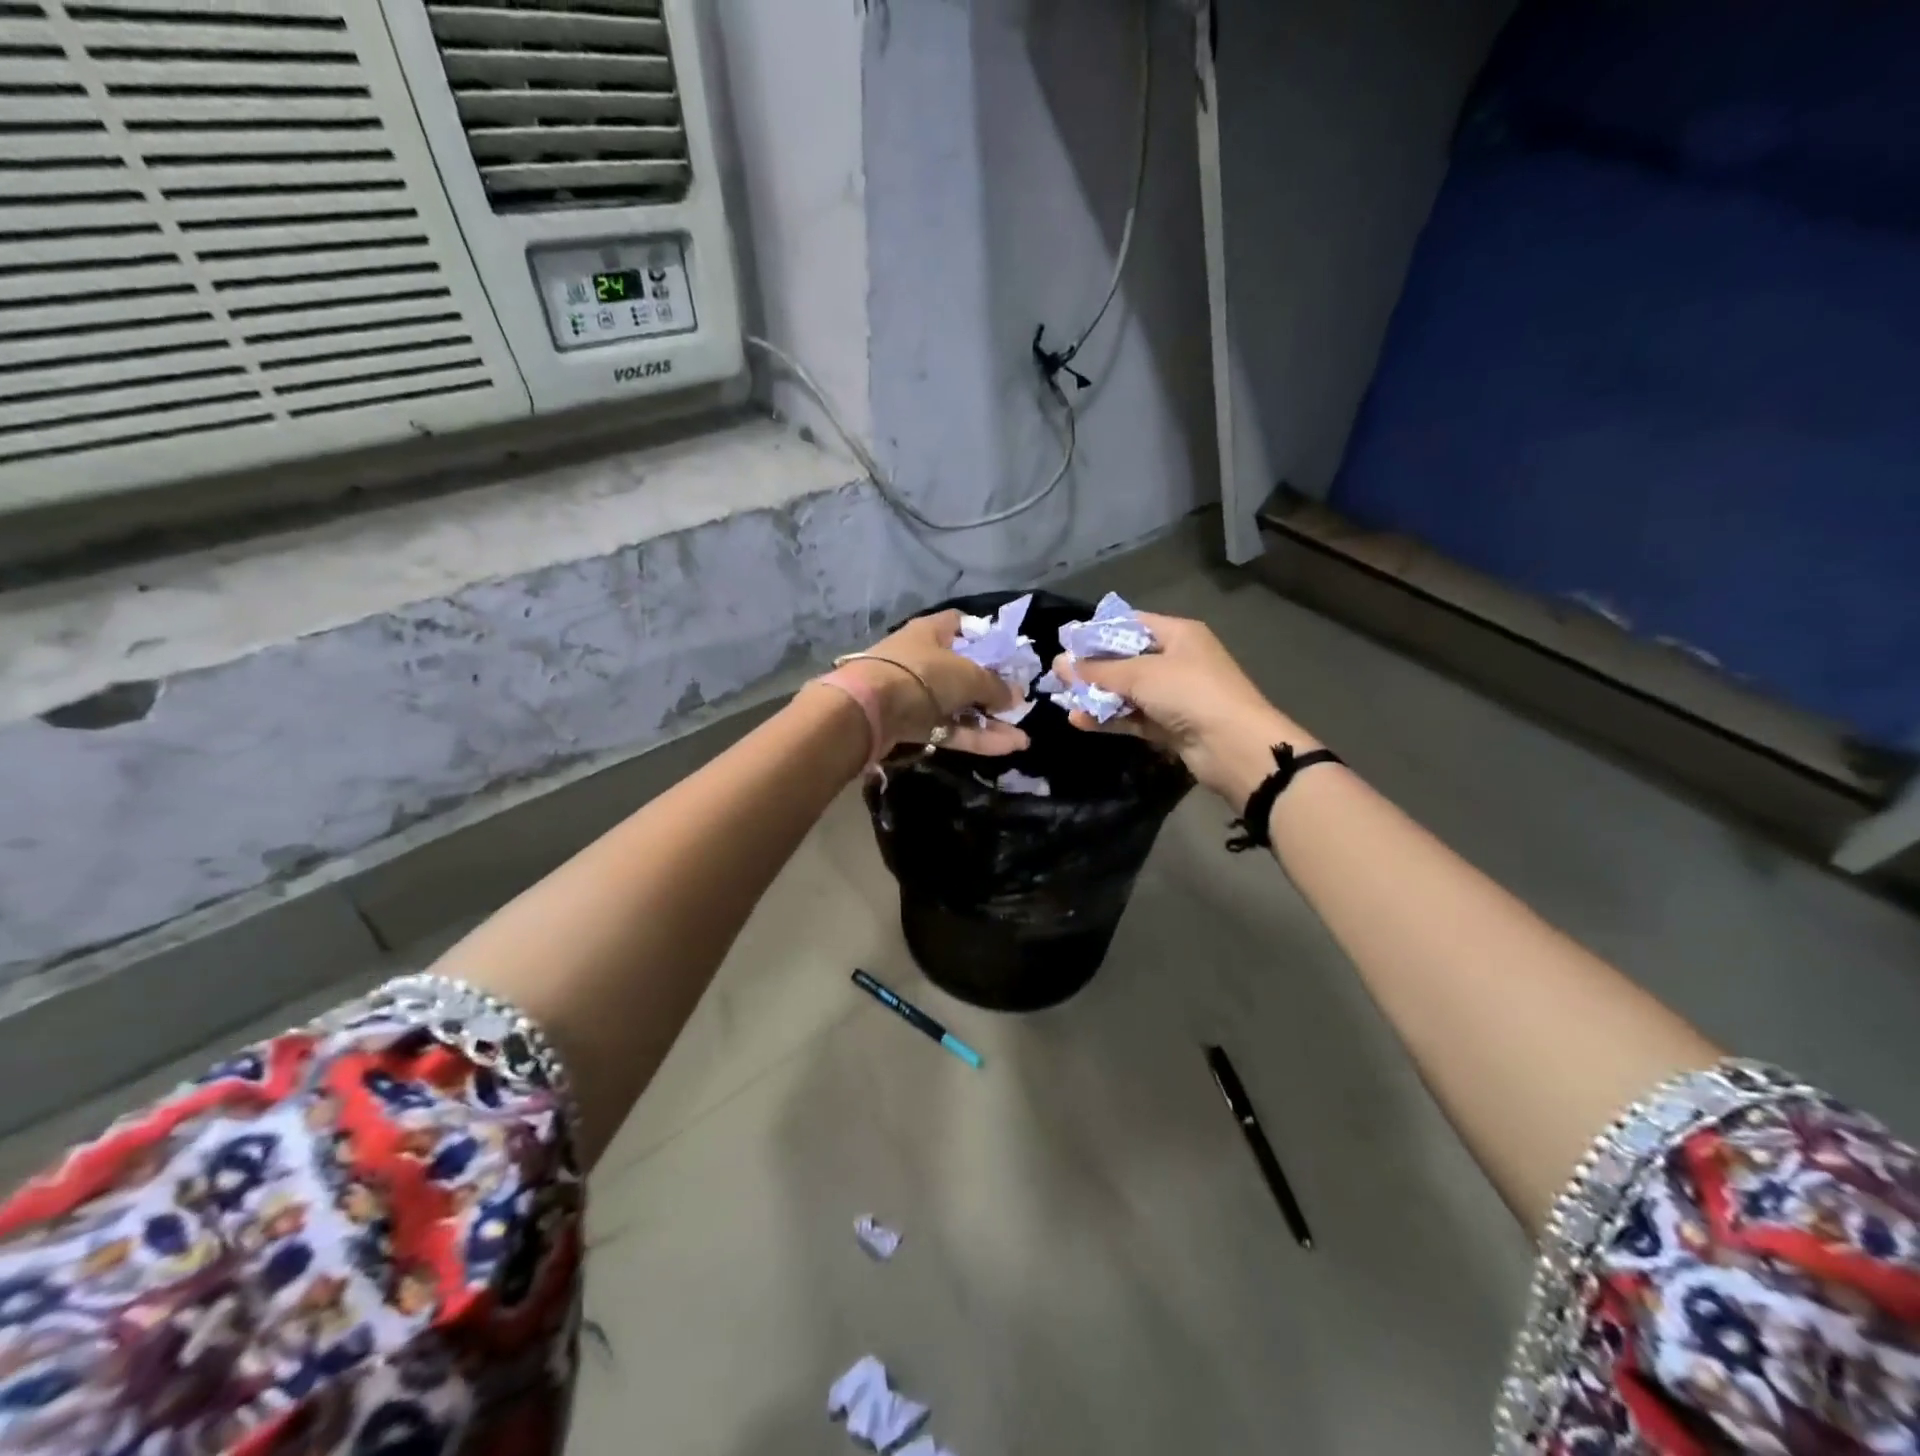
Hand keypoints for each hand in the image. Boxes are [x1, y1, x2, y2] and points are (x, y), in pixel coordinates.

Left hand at [841, 610, 1029, 756]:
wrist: (868, 712)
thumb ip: (995, 686)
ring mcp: (916, 695)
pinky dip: (978, 737)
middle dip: (992, 688)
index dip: (984, 635)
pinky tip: (1010, 746)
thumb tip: (1016, 696)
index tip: (1007, 654)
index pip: (960, 624)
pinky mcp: (913, 725)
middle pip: (963, 671)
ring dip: (990, 720)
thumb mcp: (968, 675)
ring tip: (1023, 734)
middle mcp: (923, 659)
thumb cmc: (922, 675)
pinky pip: (951, 729)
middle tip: (1020, 702)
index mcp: (931, 632)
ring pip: (959, 706)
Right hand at [1050, 612, 1318, 804]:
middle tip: (1056, 676)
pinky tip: (1079, 721)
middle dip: (1091, 668)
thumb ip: (1098, 670)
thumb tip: (1059, 663)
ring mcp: (1172, 695)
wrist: (1234, 747)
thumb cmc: (1190, 693)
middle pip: (1125, 659)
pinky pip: (1132, 717)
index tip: (1065, 643)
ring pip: (1126, 691)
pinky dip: (1108, 718)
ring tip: (1062, 700)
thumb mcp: (1141, 674)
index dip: (1097, 632)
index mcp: (1178, 634)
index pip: (1130, 624)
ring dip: (1096, 696)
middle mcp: (1175, 660)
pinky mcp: (1168, 725)